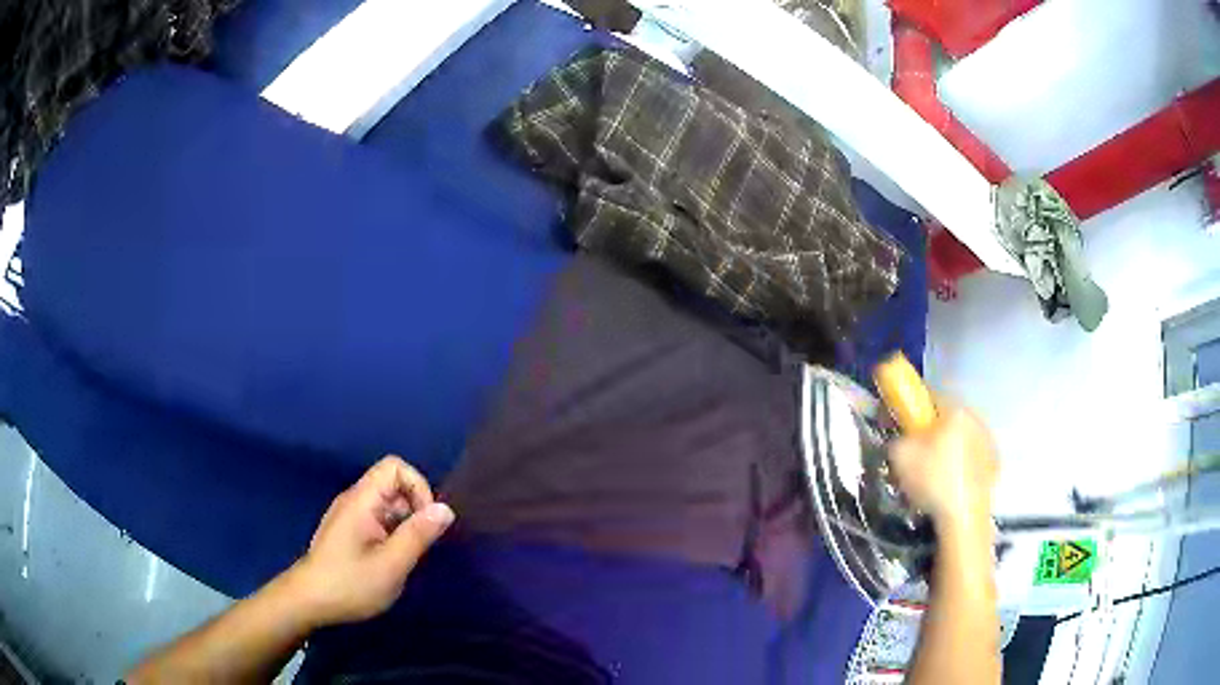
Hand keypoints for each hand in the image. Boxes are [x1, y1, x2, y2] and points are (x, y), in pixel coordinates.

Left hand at [287, 456, 454, 626]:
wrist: (308, 601)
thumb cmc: (350, 584)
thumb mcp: (391, 564)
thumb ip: (418, 535)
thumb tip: (446, 509)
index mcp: (361, 500)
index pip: (395, 467)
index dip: (418, 487)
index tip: (426, 521)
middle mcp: (354, 500)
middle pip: (392, 484)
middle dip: (414, 509)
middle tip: (418, 545)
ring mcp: (349, 516)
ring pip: (387, 504)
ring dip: (404, 524)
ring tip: (405, 557)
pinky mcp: (348, 532)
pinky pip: (377, 519)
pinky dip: (392, 534)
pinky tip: (390, 562)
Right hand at [888, 405, 997, 533]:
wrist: (964, 518)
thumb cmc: (933, 481)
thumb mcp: (900, 456)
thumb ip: (898, 437)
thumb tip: (902, 437)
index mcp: (955, 409)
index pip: (928, 396)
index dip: (910, 408)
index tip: (898, 424)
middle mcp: (976, 417)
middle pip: (947, 417)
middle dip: (931, 430)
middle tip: (914, 452)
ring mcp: (989, 441)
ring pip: (962, 437)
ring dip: (948, 448)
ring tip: (932, 473)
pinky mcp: (994, 465)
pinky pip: (972, 457)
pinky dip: (961, 465)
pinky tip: (949, 485)